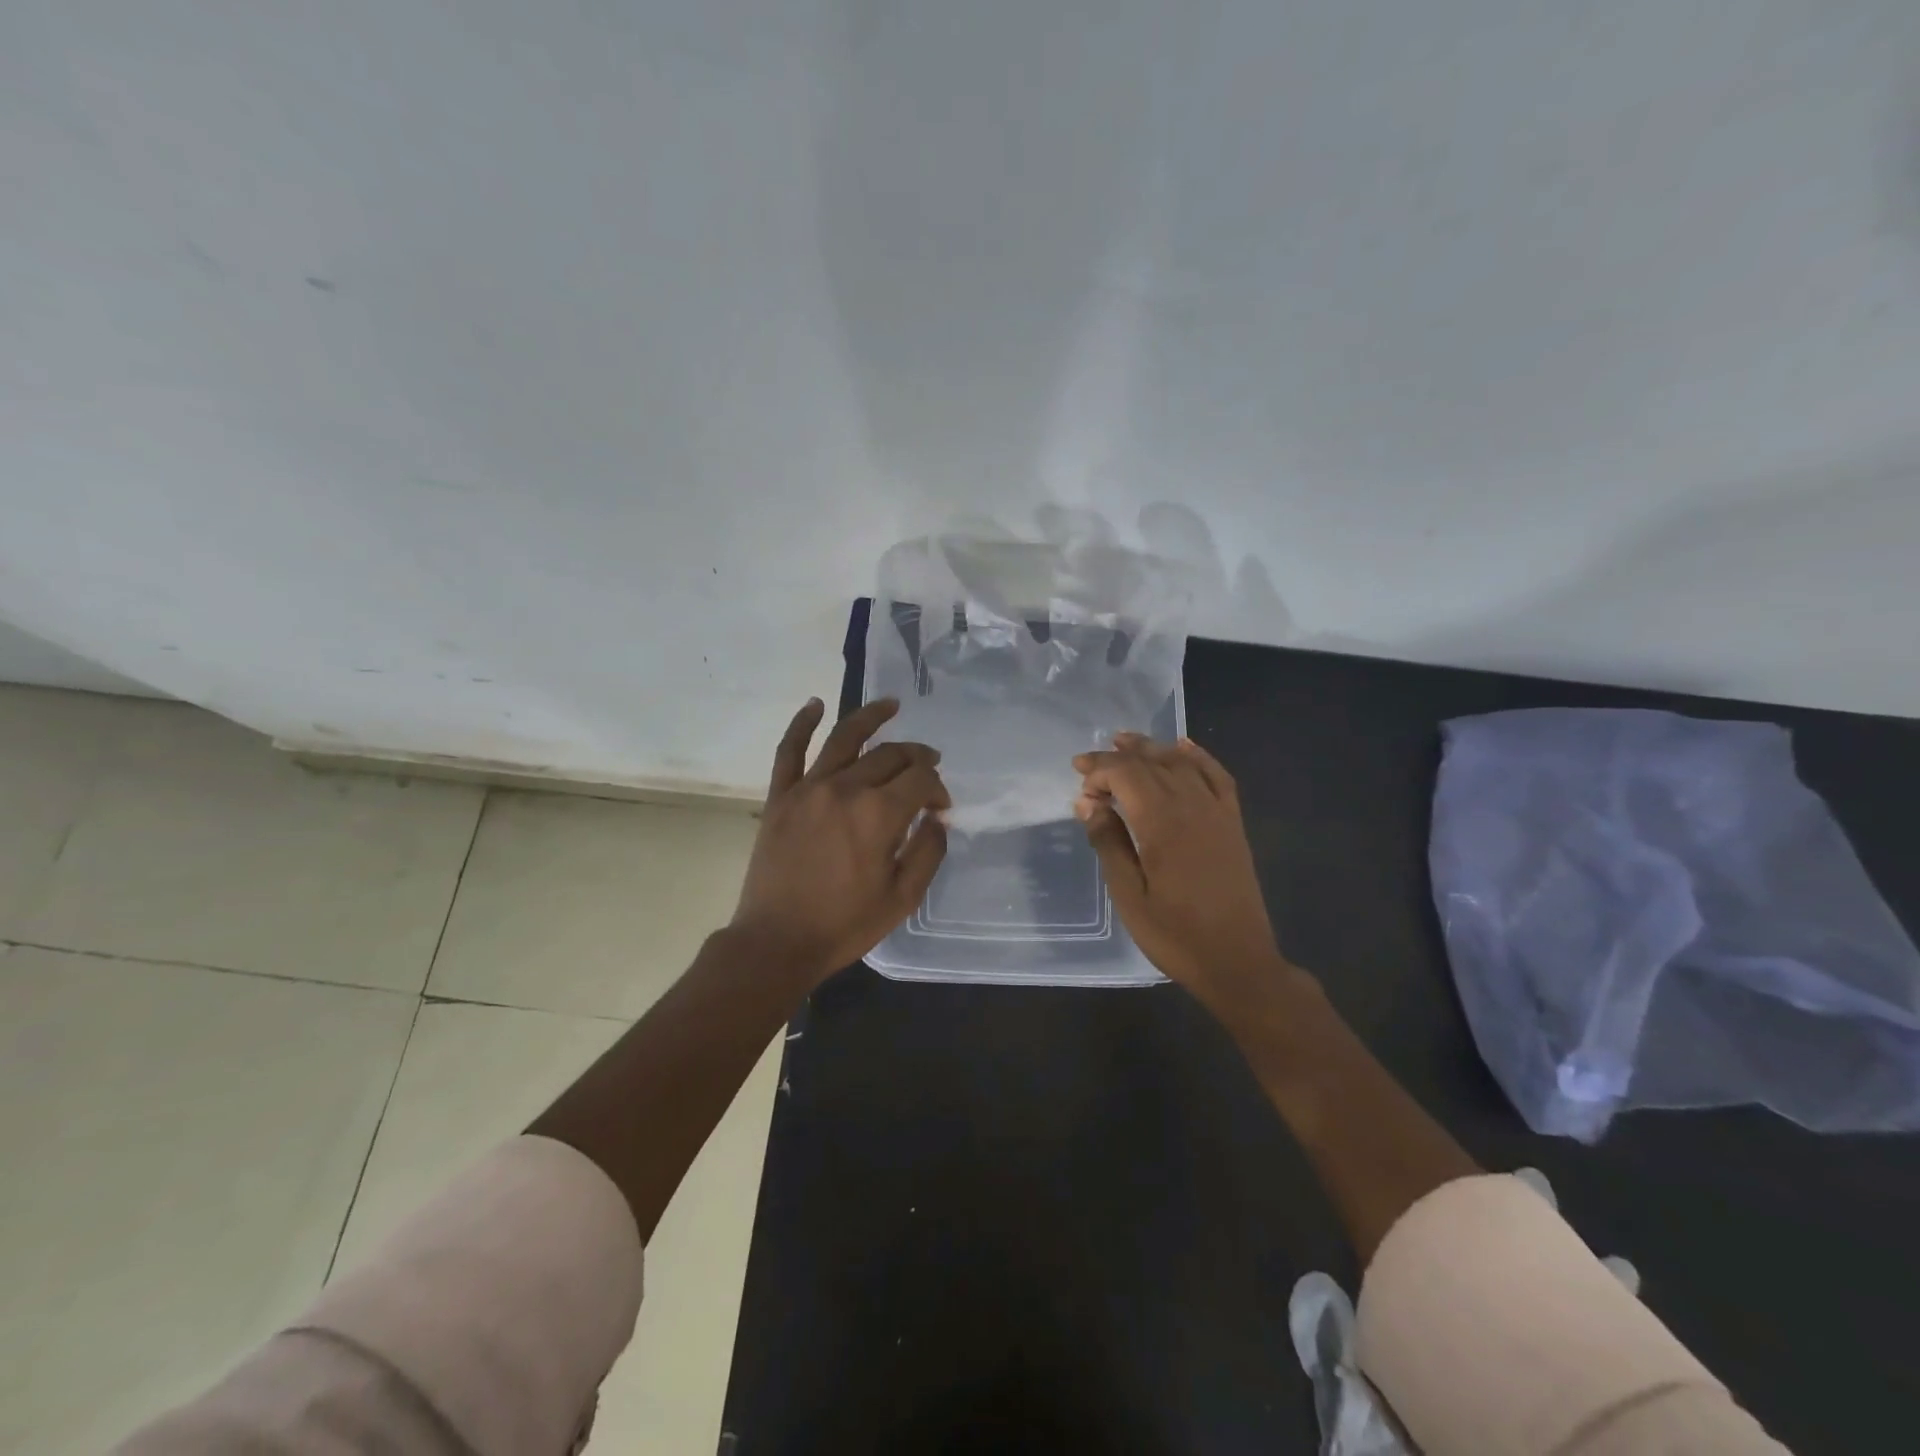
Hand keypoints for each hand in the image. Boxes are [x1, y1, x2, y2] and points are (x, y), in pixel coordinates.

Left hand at [732, 697, 949, 984]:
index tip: (941, 808)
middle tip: (928, 765)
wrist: (777, 942)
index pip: (921, 781)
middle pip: (890, 756)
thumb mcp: (903, 897)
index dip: (938, 789)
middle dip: (916, 757)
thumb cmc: (845, 925)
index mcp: (879, 814)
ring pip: (845, 738)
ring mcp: (808, 788)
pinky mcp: (781, 796)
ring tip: (891, 704)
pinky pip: (789, 750)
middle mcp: (845, 788)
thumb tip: (937, 818)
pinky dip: (802, 724)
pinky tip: (815, 704)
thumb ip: (928, 851)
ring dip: (871, 716)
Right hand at [1073, 733, 1287, 1005]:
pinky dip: (1199, 757)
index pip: (1126, 775)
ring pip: (1182, 763)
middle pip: (1152, 764)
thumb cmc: (1176, 935)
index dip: (1099, 770)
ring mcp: (1217, 812)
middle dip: (1117, 758)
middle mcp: (1192, 807)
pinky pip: (1217, 776)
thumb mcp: (1129, 895)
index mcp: (1162, 824)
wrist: (1239, 962)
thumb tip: (1088, 803)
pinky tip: (1183, 746)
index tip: (1078, 781)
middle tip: (1089, 764)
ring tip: (1125, 742)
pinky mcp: (1233, 823)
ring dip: (1152, 749)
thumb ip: (1108, 843)